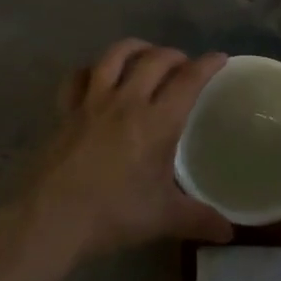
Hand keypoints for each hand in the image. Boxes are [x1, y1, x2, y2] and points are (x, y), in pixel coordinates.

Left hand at [20, 39, 234, 261]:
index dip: (207, 65)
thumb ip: (200, 220)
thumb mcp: (163, 218)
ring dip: (135, 48)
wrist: (51, 217)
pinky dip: (91, 69)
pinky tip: (96, 75)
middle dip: (175, 55)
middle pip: (154, 60)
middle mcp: (126, 101)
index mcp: (156, 122)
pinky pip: (78, 77)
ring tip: (146, 53)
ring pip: (114, 56)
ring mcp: (92, 102)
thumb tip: (230, 232)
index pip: (188, 81)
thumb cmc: (112, 214)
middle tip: (185, 64)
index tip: (219, 57)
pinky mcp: (66, 110)